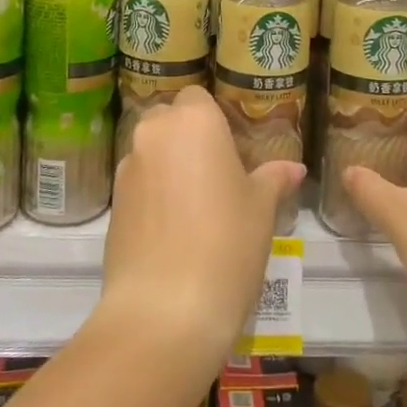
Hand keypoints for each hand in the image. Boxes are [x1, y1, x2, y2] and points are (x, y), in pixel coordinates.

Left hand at [102, 87, 303, 364]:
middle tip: (216, 173)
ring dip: (168, 165)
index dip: (213, 119)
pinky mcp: (112, 204)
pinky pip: (138, 183)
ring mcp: (127, 168)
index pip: (197, 96)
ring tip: (195, 206)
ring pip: (151, 151)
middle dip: (187, 137)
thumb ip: (273, 179)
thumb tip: (294, 168)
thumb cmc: (226, 244)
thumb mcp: (261, 209)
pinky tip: (172, 229)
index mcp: (194, 121)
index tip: (232, 148)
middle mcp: (154, 133)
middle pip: (169, 119)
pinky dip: (153, 193)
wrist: (165, 310)